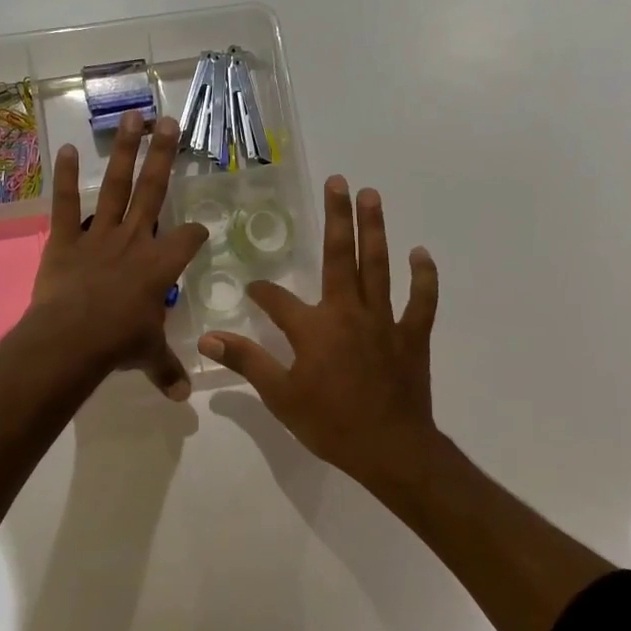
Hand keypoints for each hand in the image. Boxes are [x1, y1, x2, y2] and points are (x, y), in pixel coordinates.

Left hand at [29, 111, 207, 399]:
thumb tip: (182, 397)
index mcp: (161, 265)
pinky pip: (66, 205)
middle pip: (154, 190)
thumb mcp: (149, 357)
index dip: (196, 233)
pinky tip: (65, 149)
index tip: (199, 230)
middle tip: (170, 122)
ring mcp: (99, 235)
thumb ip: (167, 370)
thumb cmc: (118, 344)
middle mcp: (134, 240)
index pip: (188, 239)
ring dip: (125, 151)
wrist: (72, 339)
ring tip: (133, 117)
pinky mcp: (66, 239)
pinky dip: (65, 178)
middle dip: (164, 156)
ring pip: (117, 186)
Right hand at [198, 176, 439, 483]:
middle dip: (337, 217)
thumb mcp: (280, 396)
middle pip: (340, 256)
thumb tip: (207, 339)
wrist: (391, 450)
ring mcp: (384, 320)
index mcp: (314, 327)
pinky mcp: (412, 335)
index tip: (254, 289)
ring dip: (374, 229)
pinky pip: (421, 300)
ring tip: (371, 195)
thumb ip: (246, 361)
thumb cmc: (331, 423)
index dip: (262, 292)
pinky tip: (421, 253)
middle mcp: (348, 312)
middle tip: (338, 181)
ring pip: (378, 266)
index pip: (278, 300)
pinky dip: (423, 276)